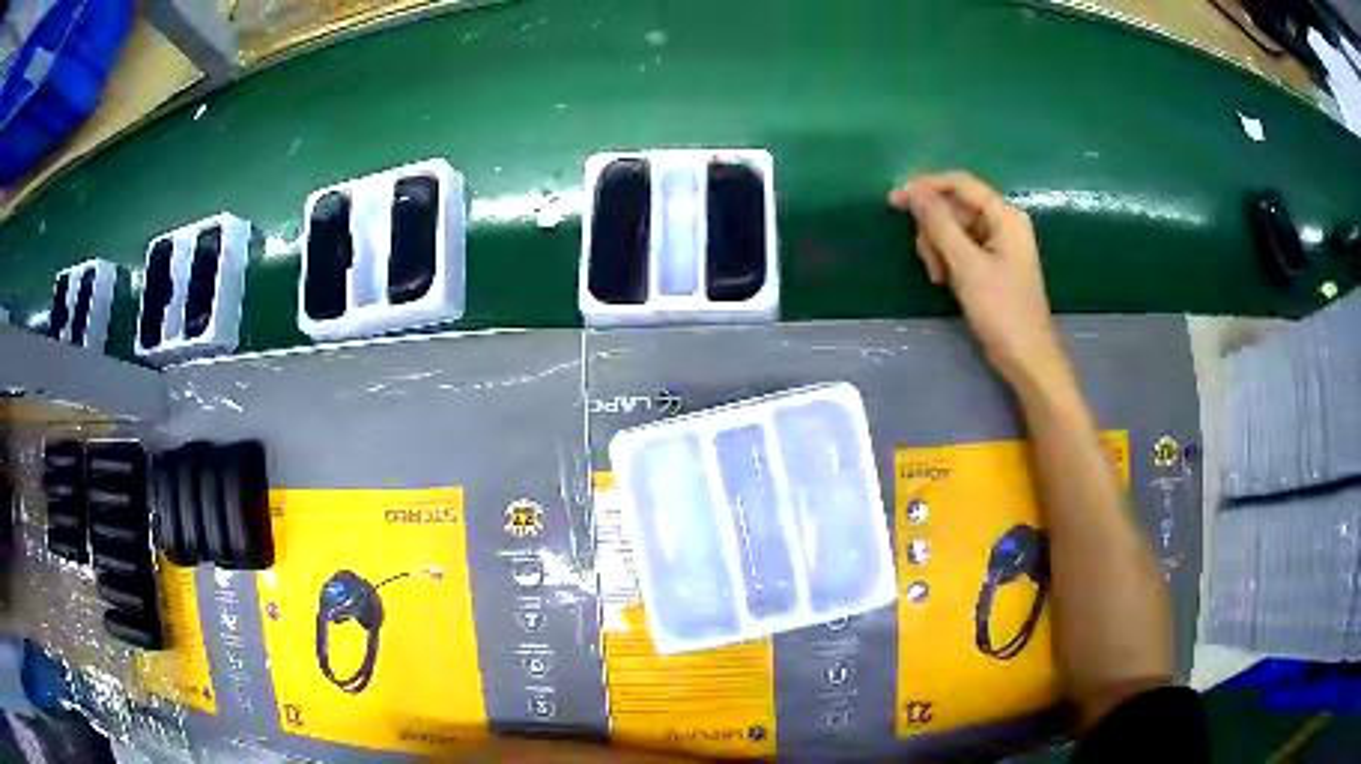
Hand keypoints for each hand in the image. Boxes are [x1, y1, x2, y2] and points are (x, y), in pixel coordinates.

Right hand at [888, 172, 1069, 391]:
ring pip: (954, 228)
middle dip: (933, 229)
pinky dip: (948, 259)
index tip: (894, 202)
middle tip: (928, 261)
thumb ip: (940, 224)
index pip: (959, 183)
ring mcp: (998, 243)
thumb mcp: (967, 265)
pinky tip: (945, 281)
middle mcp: (1003, 222)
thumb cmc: (1001, 310)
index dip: (925, 187)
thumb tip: (915, 192)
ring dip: (938, 248)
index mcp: (1004, 215)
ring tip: (939, 277)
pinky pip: (961, 246)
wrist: (1025, 356)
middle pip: (954, 207)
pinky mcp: (992, 262)